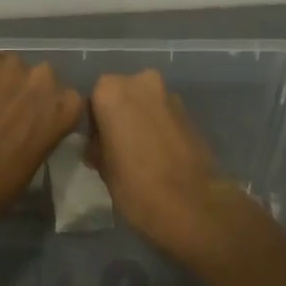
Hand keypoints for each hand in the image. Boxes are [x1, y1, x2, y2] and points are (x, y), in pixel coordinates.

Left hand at [0, 42, 82, 226]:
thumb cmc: (0, 186)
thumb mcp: (37, 158)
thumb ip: (41, 130)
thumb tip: (27, 126)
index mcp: (67, 105)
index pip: (63, 96)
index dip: (42, 106)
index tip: (27, 121)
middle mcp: (45, 76)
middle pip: (35, 75)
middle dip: (19, 89)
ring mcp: (11, 61)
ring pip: (3, 64)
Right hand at [87, 69, 243, 257]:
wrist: (192, 204)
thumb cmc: (136, 185)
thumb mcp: (103, 168)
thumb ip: (98, 145)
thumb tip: (100, 144)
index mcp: (111, 91)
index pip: (93, 101)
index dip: (94, 125)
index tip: (98, 147)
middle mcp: (140, 81)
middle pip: (121, 95)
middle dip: (119, 116)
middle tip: (118, 148)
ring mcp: (168, 94)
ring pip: (144, 103)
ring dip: (140, 119)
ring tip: (141, 153)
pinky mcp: (189, 110)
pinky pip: (164, 114)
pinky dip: (159, 126)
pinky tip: (160, 154)